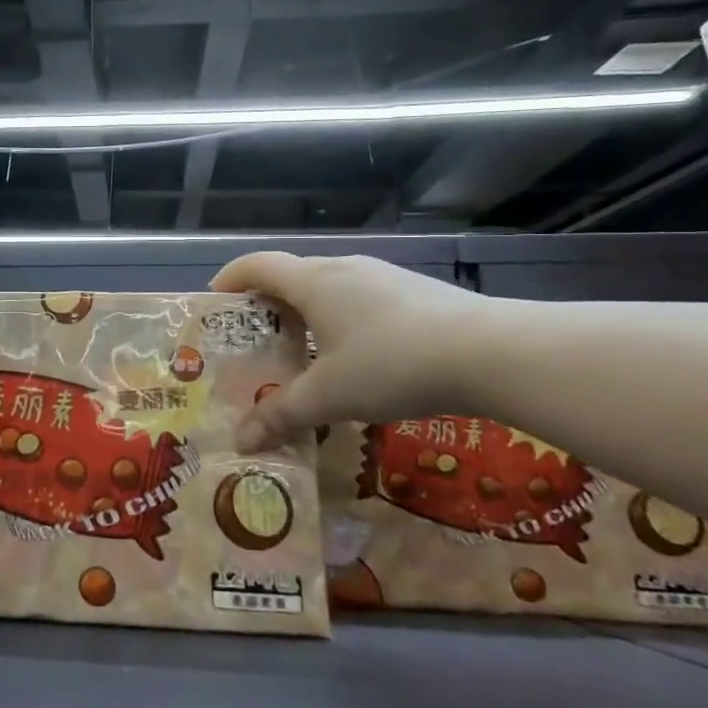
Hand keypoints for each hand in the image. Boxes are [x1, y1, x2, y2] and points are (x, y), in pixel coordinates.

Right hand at [212, 252, 490, 447]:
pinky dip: (343, 319)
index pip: (256, 265)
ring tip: (305, 352)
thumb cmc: (391, 364)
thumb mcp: (329, 396)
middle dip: (267, 305)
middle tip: (256, 340)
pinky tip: (359, 357)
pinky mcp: (416, 292)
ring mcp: (383, 277)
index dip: (229, 279)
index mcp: (312, 282)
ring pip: (330, 287)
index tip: (214, 301)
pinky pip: (361, 298)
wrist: (492, 352)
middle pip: (291, 276)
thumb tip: (240, 441)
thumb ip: (281, 415)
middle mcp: (343, 268)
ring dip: (308, 313)